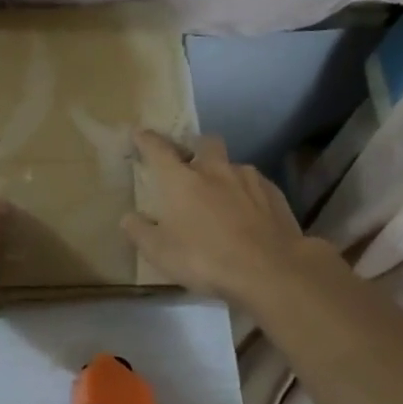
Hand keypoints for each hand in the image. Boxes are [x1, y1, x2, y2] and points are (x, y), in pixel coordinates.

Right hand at [122, 130, 303, 306]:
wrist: (269, 270)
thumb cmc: (204, 259)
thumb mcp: (159, 253)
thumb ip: (139, 232)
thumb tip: (128, 218)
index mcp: (180, 180)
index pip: (158, 149)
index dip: (146, 139)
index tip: (139, 133)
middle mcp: (214, 170)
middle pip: (204, 143)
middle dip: (194, 147)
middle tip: (189, 162)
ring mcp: (248, 179)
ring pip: (232, 165)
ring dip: (223, 173)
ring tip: (221, 195)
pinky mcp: (274, 193)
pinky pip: (255, 184)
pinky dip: (246, 192)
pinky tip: (248, 212)